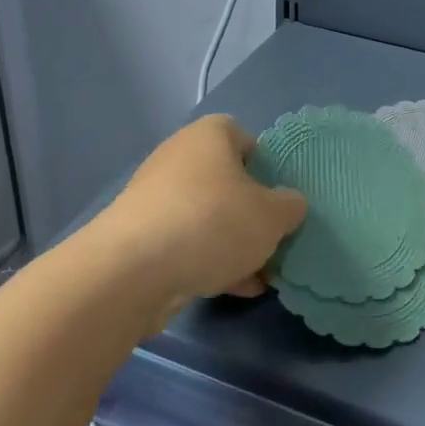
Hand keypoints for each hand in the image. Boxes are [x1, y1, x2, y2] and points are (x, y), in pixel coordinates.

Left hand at [98, 115, 305, 323]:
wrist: (134, 270)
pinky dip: (211, 261)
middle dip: (252, 211)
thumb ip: (291, 206)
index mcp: (209, 136)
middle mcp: (179, 158)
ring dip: (234, 243)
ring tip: (262, 274)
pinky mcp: (142, 236)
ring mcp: (156, 198)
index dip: (266, 163)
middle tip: (275, 237)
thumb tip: (289, 204)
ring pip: (208, 216)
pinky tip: (236, 289)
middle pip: (227, 181)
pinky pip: (187, 243)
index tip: (281, 194)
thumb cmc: (212, 223)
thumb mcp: (272, 215)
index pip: (243, 135)